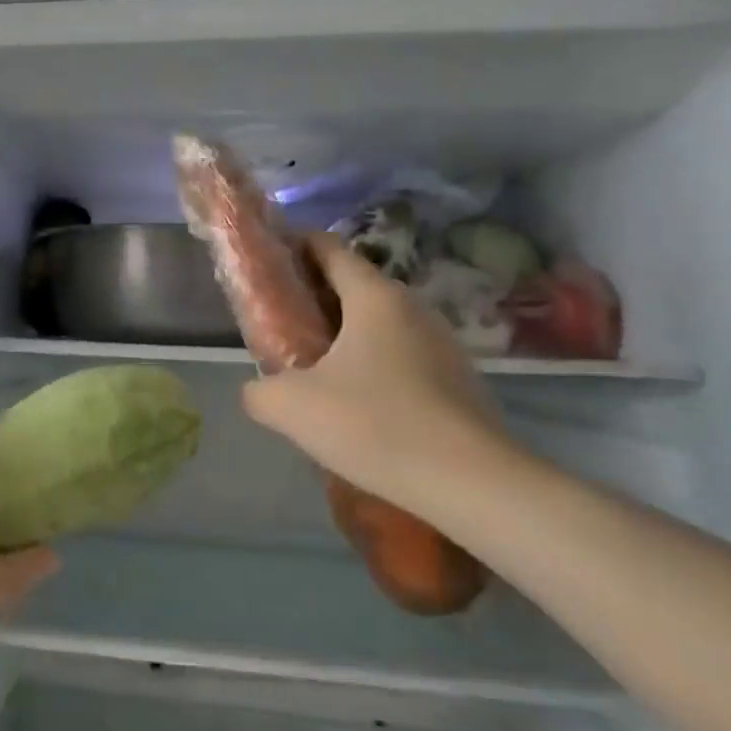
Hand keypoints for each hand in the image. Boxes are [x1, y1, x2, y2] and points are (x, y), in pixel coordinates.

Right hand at [242, 235, 510, 512]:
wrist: (472, 484)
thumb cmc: (375, 424)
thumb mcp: (292, 407)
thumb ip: (260, 390)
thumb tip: (257, 390)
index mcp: (374, 297)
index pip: (328, 247)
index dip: (294, 246)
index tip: (267, 262)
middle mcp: (413, 307)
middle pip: (354, 285)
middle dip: (313, 297)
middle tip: (280, 325)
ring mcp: (442, 343)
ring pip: (379, 324)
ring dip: (344, 336)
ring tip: (313, 369)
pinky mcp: (459, 380)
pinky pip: (402, 357)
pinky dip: (373, 366)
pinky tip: (357, 405)